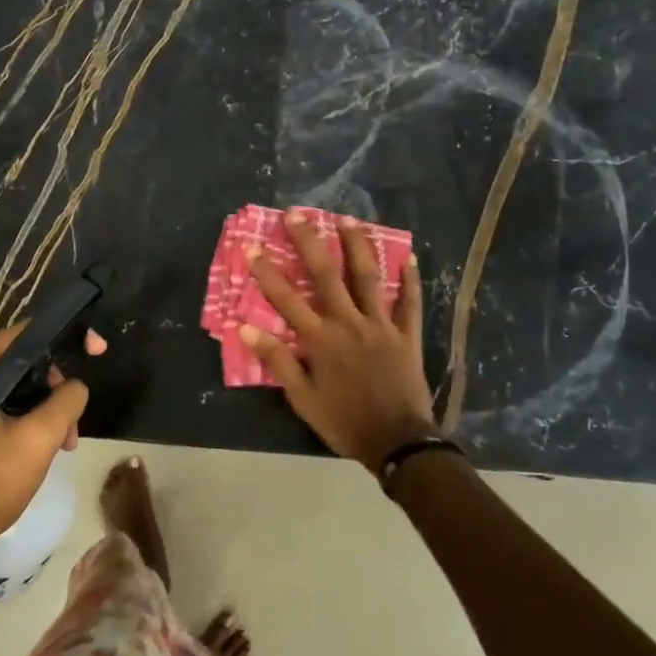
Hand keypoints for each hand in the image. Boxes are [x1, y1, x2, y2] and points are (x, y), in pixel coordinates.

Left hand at [0, 325, 105, 545]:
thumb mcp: (40, 437)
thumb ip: (67, 399)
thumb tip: (75, 387)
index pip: (28, 333)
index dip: (67, 339)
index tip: (98, 351)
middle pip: (22, 362)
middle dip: (55, 388)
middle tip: (72, 424)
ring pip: (15, 386)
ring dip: (45, 409)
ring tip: (63, 444)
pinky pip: (0, 404)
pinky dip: (25, 419)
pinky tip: (41, 447)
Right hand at [241, 213, 439, 472]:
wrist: (397, 441)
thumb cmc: (344, 422)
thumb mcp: (302, 399)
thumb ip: (277, 361)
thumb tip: (246, 328)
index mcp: (321, 340)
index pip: (286, 299)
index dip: (267, 272)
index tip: (252, 246)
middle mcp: (349, 323)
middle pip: (326, 275)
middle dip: (309, 242)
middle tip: (297, 214)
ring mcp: (381, 326)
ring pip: (368, 278)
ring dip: (357, 246)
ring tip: (348, 219)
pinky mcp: (407, 335)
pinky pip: (409, 303)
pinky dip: (410, 280)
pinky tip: (409, 258)